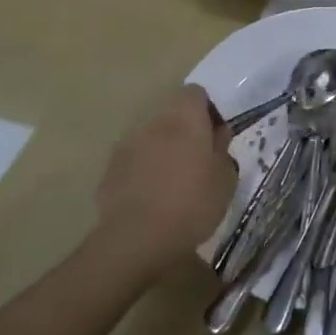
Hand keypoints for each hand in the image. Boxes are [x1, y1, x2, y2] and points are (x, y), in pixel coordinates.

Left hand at [89, 85, 235, 282]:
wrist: (136, 241)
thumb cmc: (192, 203)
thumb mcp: (226, 178)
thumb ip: (222, 149)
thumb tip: (216, 136)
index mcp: (184, 117)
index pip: (195, 93)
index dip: (208, 109)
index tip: (216, 133)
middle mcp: (154, 123)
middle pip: (172, 113)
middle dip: (185, 130)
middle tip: (200, 158)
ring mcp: (127, 146)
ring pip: (151, 137)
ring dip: (163, 149)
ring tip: (175, 181)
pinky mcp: (110, 171)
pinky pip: (134, 161)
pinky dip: (144, 171)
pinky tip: (153, 198)